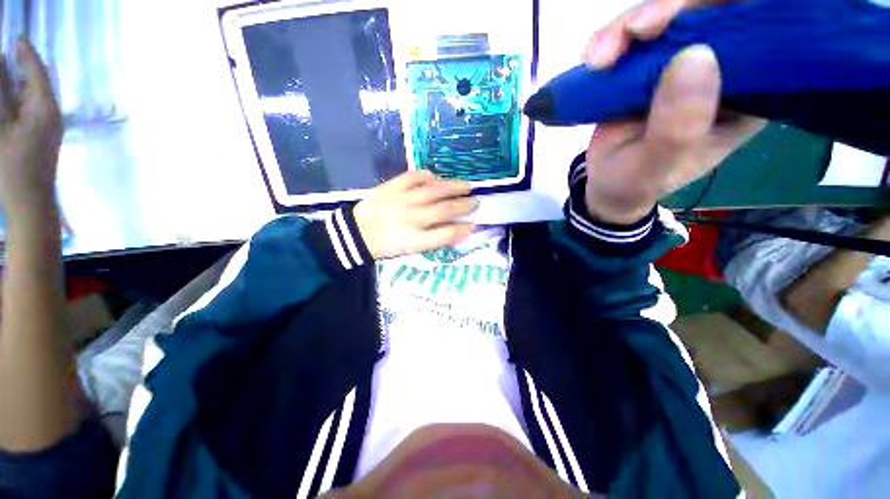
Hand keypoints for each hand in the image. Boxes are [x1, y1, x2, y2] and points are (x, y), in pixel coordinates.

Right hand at [0, 38, 62, 220]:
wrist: (32, 205)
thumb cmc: (13, 169)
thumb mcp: (0, 126)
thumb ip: (1, 94)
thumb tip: (0, 60)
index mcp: (46, 108)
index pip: (37, 72)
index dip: (27, 54)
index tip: (18, 38)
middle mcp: (53, 115)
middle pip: (37, 83)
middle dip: (22, 67)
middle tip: (9, 52)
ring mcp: (51, 128)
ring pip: (34, 97)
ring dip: (20, 84)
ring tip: (8, 69)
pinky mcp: (44, 139)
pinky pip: (32, 112)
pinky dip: (20, 100)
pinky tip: (11, 98)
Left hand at [354, 171, 477, 258]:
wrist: (356, 232)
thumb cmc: (386, 245)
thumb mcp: (410, 251)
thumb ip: (433, 241)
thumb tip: (457, 229)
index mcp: (413, 240)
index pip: (444, 235)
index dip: (462, 230)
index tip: (474, 225)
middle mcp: (410, 219)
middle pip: (443, 210)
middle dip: (464, 206)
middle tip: (476, 202)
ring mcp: (401, 200)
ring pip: (434, 190)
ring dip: (454, 187)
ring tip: (467, 186)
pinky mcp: (392, 187)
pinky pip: (414, 176)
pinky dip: (428, 176)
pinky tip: (436, 178)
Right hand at [581, 0, 765, 224]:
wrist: (604, 184)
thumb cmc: (635, 182)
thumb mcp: (657, 167)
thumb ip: (677, 127)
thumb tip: (695, 55)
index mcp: (749, 95)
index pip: (766, 35)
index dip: (743, 11)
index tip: (704, 15)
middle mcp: (723, 70)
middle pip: (712, 11)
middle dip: (671, 10)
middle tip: (637, 30)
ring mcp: (683, 62)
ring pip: (668, 15)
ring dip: (628, 27)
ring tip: (598, 59)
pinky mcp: (648, 64)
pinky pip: (635, 33)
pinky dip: (611, 39)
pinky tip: (594, 60)